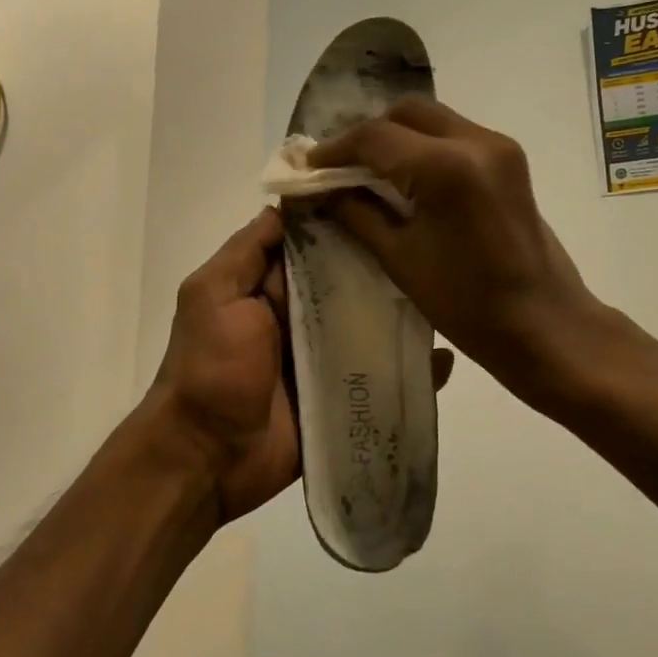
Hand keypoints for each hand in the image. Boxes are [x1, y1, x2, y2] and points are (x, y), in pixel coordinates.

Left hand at [148, 207, 457, 524]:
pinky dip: (410, 369)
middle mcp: (302, 316)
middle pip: (350, 283)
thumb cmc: (209, 367)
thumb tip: (286, 204)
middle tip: (436, 246)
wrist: (206, 457)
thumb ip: (247, 251)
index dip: (347, 222)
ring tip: (450, 295)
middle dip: (385, 266)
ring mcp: (325, 358)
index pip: (316, 244)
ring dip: (403, 315)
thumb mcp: (213, 295)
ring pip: (372, 326)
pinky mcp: (343, 397)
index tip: (392, 199)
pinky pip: (382, 377)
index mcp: (271, 288)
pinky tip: (443, 360)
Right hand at [310, 98, 601, 408]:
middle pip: (407, 113)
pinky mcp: (510, 159)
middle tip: (340, 168)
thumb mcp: (400, 259)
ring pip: (433, 119)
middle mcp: (476, 141)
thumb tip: (320, 191)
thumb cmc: (467, 304)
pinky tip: (407, 178)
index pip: (375, 137)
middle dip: (368, 135)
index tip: (308, 168)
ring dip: (397, 137)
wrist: (545, 325)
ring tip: (368, 172)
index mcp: (445, 167)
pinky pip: (455, 135)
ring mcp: (499, 147)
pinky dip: (424, 146)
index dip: (335, 149)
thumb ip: (356, 213)